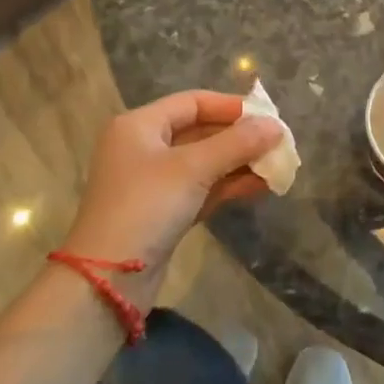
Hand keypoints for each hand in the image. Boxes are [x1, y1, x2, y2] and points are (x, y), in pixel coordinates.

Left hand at [60, 91, 282, 304]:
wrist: (107, 280)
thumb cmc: (146, 207)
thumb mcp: (193, 168)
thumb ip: (236, 144)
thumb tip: (276, 126)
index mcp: (139, 125)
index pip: (192, 102)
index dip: (231, 107)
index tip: (267, 116)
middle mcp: (143, 148)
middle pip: (199, 131)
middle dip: (239, 138)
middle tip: (277, 143)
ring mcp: (152, 182)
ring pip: (203, 163)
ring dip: (238, 163)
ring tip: (277, 167)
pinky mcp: (162, 213)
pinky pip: (200, 189)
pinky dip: (227, 186)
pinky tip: (260, 187)